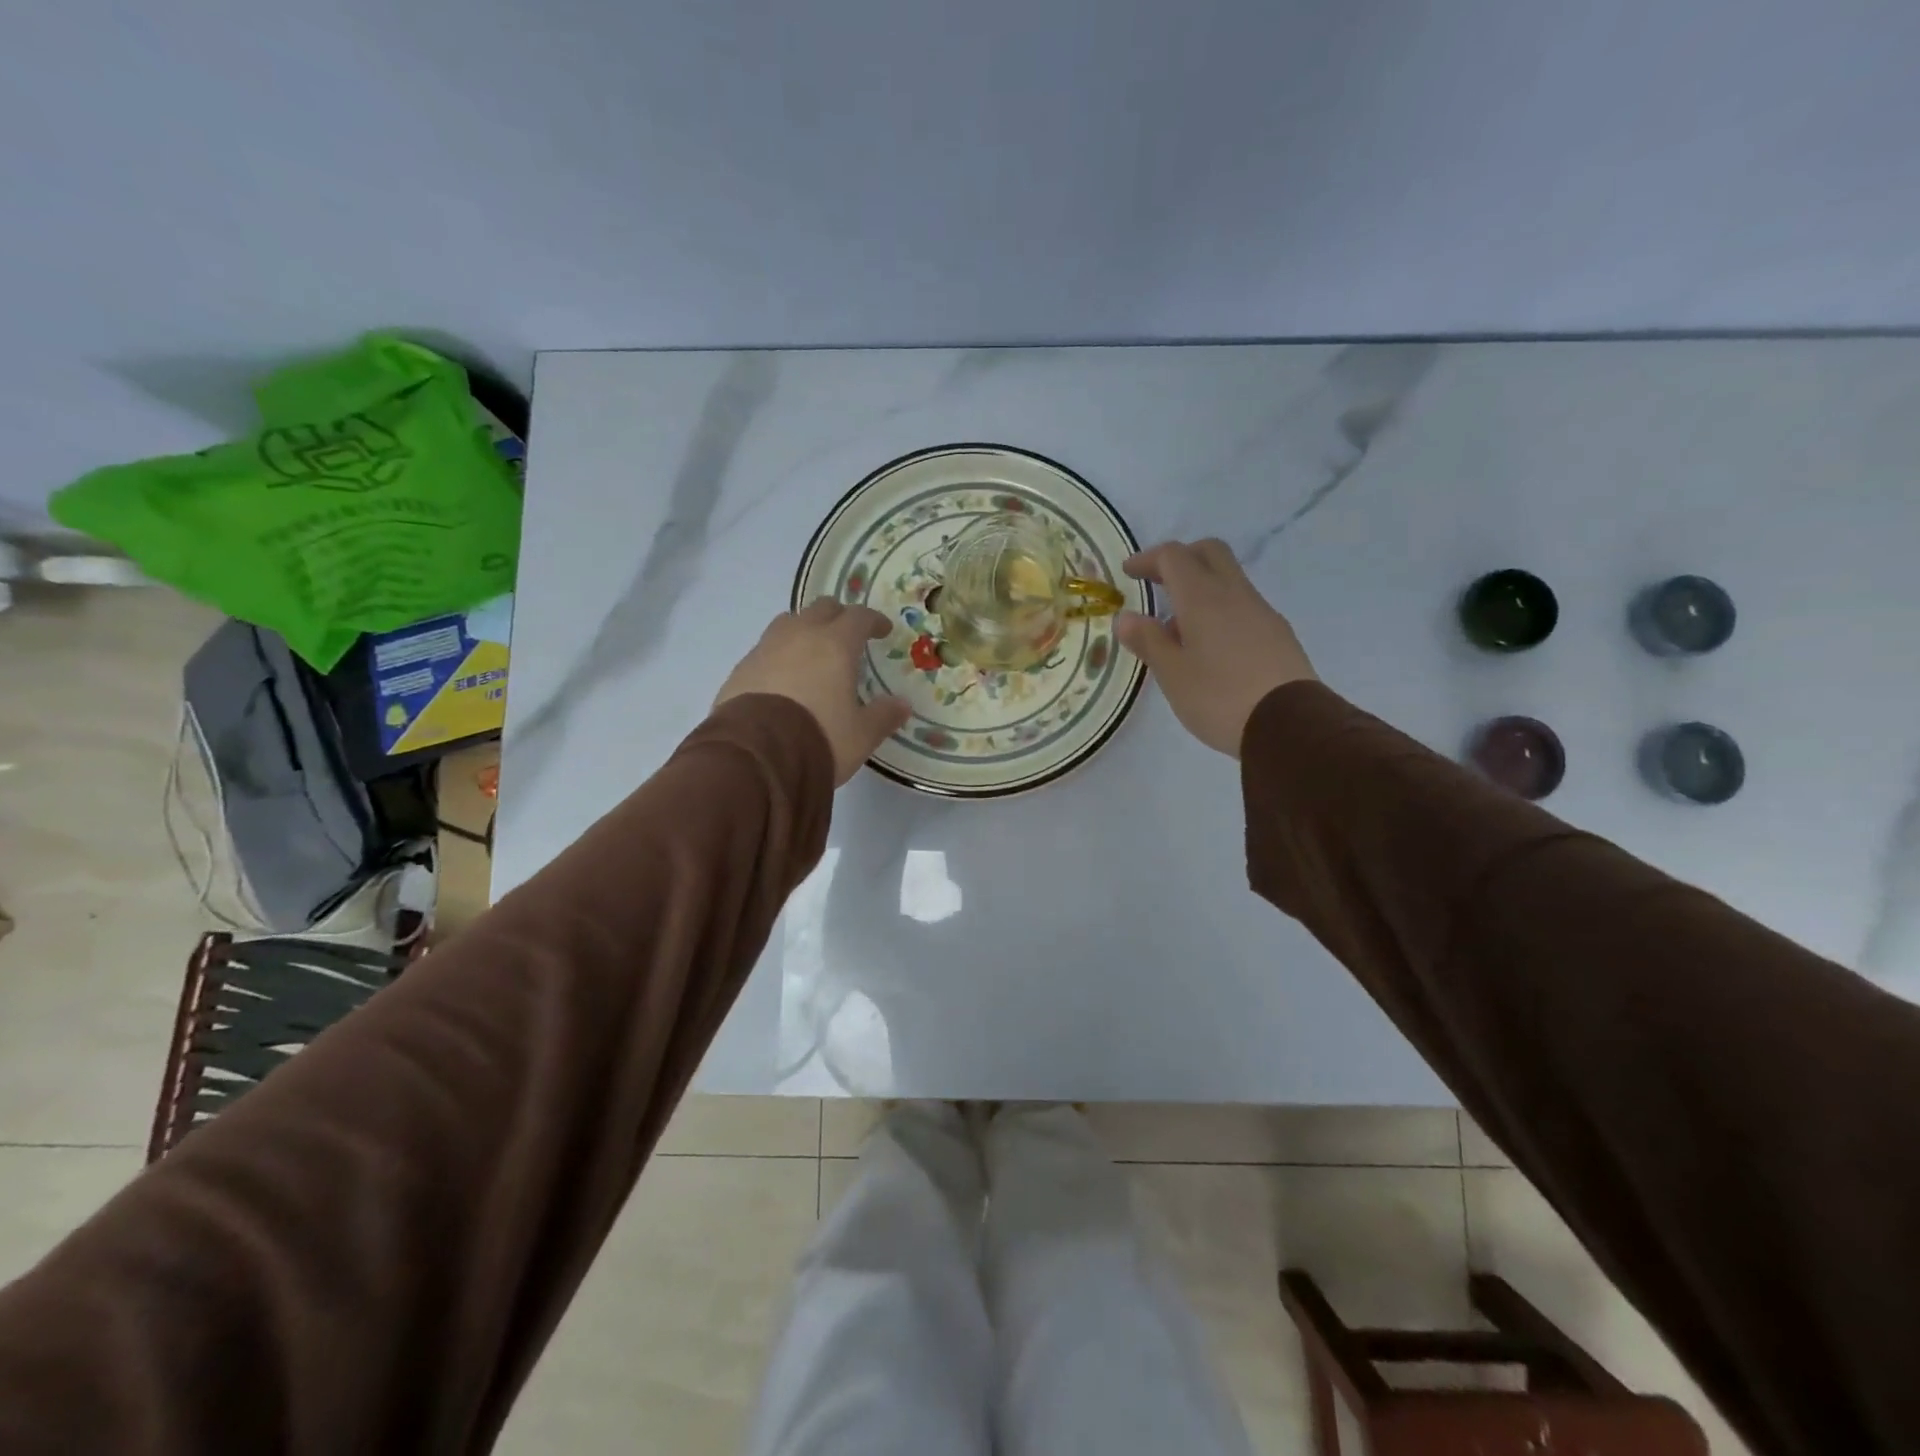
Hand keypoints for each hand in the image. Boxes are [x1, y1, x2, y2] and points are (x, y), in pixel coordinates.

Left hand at [715, 600, 910, 783]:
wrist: (755, 757)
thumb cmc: (819, 739)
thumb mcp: (861, 735)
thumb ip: (883, 716)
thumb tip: (902, 704)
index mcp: (835, 645)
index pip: (859, 616)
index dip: (873, 620)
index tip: (882, 630)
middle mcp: (799, 636)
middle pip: (821, 609)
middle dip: (838, 617)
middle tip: (848, 636)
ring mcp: (765, 649)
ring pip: (789, 622)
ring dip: (804, 630)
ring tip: (812, 652)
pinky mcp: (740, 669)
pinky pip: (765, 649)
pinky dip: (779, 655)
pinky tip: (783, 678)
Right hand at [1115, 538, 1316, 756]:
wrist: (1290, 725)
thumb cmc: (1219, 697)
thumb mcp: (1172, 674)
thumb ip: (1148, 641)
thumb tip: (1126, 617)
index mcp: (1203, 597)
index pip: (1174, 556)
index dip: (1148, 558)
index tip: (1129, 572)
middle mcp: (1234, 594)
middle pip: (1209, 553)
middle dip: (1181, 558)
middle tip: (1158, 581)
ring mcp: (1262, 612)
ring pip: (1228, 579)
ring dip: (1200, 588)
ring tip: (1178, 628)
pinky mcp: (1278, 634)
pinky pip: (1243, 606)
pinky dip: (1219, 610)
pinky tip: (1210, 647)